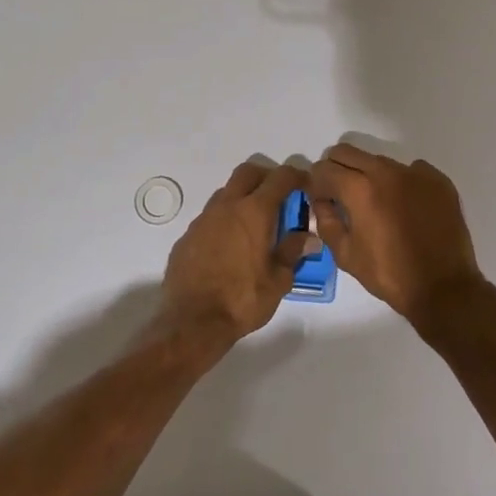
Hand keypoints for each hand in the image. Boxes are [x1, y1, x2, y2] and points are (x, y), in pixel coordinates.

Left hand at [158, 159, 316, 349]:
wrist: (192, 322)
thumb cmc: (242, 300)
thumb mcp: (278, 280)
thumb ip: (293, 252)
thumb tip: (308, 237)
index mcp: (254, 212)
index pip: (280, 178)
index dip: (296, 176)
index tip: (306, 185)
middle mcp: (227, 207)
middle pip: (248, 172)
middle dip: (266, 177)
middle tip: (280, 197)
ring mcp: (203, 219)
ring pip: (226, 193)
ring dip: (243, 198)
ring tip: (255, 225)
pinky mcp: (187, 236)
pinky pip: (210, 217)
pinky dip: (225, 221)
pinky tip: (230, 246)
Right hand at [308, 145, 484, 328]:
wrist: (444, 287)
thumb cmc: (390, 274)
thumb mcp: (346, 255)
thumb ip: (327, 222)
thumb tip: (321, 202)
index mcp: (359, 189)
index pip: (324, 169)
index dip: (316, 183)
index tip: (320, 198)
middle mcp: (386, 172)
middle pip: (348, 152)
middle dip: (338, 169)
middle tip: (341, 194)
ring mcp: (415, 173)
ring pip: (380, 161)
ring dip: (370, 175)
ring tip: (377, 204)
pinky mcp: (438, 180)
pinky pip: (411, 170)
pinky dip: (402, 182)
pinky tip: (407, 207)